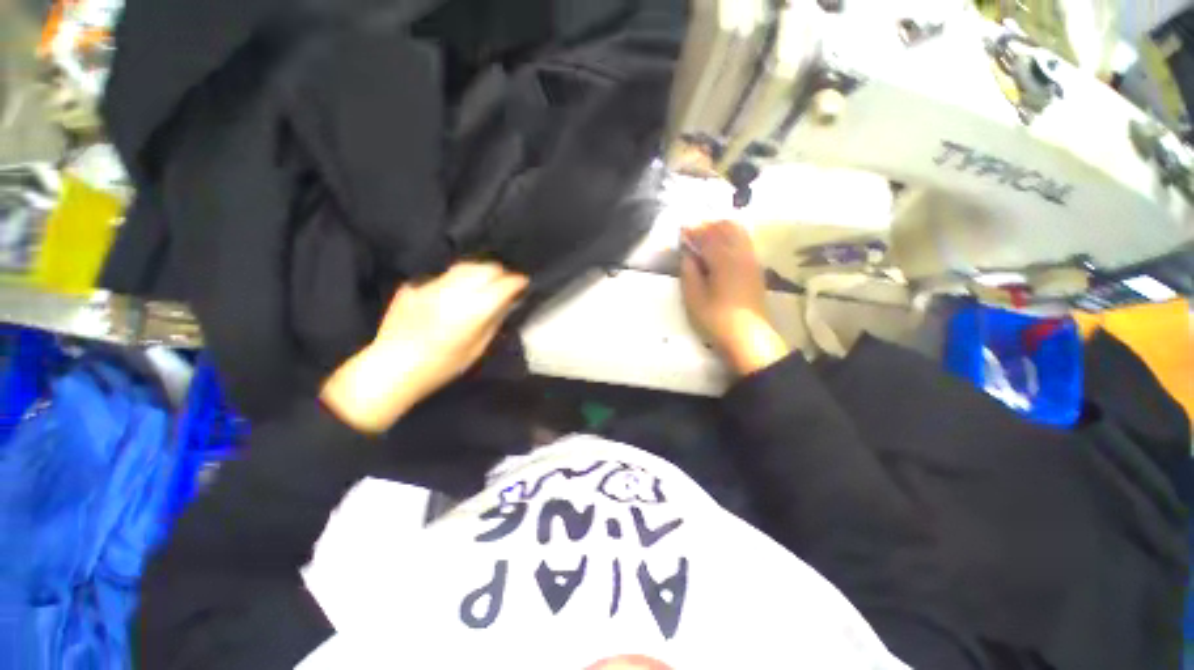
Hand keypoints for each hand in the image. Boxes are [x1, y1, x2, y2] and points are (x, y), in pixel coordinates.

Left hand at [321, 262, 527, 432]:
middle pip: (485, 268)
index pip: (503, 285)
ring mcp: (430, 286)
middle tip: (505, 284)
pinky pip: (444, 276)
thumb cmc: (441, 367)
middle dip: (500, 273)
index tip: (523, 284)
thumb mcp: (476, 349)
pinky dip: (457, 280)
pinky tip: (455, 293)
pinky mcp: (415, 286)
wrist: (391, 368)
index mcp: (471, 312)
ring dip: (480, 272)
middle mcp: (452, 292)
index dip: (517, 282)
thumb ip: (494, 321)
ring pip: (464, 266)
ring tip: (484, 283)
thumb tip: (507, 302)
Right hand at [680, 220, 788, 375]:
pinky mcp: (756, 270)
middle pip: (726, 228)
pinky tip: (722, 250)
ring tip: (707, 239)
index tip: (681, 230)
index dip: (693, 231)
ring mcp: (751, 261)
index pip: (707, 236)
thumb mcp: (694, 297)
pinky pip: (744, 243)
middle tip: (693, 233)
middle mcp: (740, 254)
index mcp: (723, 259)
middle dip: (708, 226)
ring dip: (721, 230)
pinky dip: (732, 239)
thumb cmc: (716, 318)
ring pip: (738, 233)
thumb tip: (687, 254)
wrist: (748, 337)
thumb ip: (689, 271)